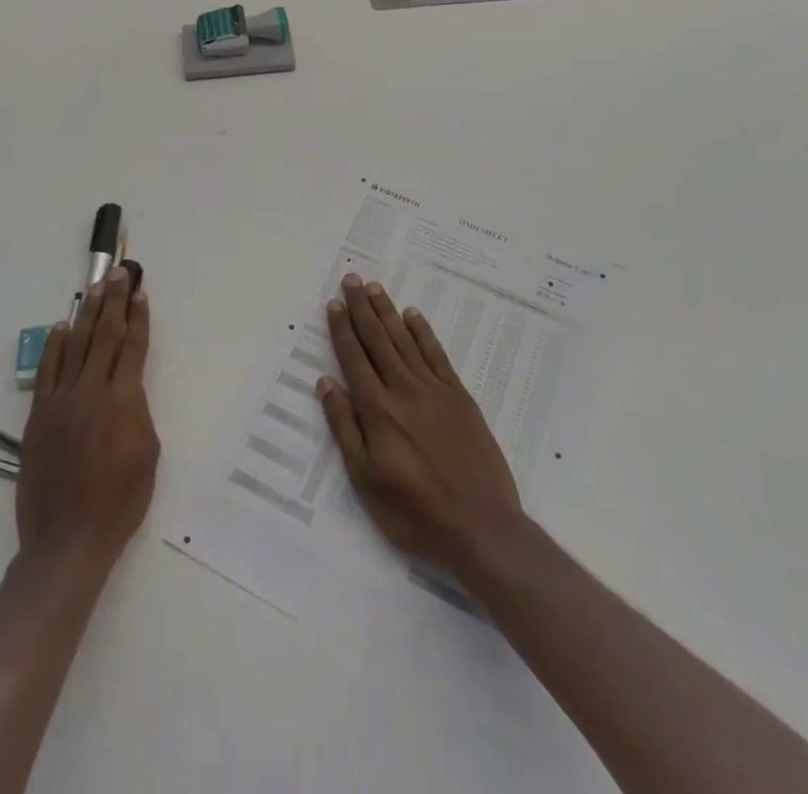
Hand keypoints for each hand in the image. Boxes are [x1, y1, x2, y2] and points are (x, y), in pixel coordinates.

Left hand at [17, 266, 159, 577]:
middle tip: (120, 273)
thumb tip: (128, 390)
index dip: (138, 318)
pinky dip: (55, 346)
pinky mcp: (39, 416)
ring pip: (76, 346)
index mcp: (123, 402)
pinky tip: (62, 327)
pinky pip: (47, 372)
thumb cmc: (118, 503)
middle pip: (104, 336)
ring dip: (87, 314)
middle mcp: (91, 392)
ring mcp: (61, 402)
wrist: (67, 540)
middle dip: (114, 301)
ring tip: (96, 288)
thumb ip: (138, 413)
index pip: (133, 348)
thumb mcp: (148, 456)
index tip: (141, 293)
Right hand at [316, 274, 521, 580]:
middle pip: (378, 340)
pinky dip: (423, 333)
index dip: (342, 329)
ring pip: (405, 341)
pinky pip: (437, 355)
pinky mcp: (460, 397)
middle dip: (362, 308)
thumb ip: (345, 427)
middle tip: (351, 279)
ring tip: (375, 288)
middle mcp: (404, 390)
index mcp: (377, 410)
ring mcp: (435, 390)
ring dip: (388, 312)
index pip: (354, 358)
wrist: (481, 527)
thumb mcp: (365, 479)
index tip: (333, 303)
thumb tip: (327, 383)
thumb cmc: (414, 512)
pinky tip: (414, 316)